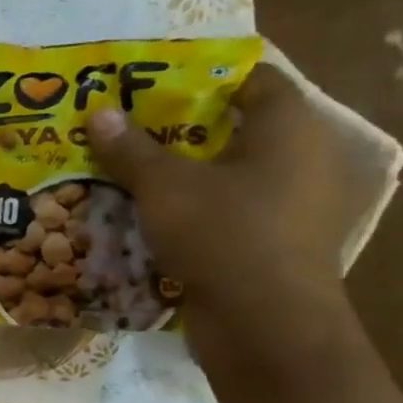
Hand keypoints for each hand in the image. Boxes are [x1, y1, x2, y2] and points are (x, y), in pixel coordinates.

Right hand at [85, 63, 358, 334]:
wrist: (265, 324)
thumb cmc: (222, 235)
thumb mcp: (163, 186)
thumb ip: (130, 148)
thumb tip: (99, 111)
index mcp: (288, 129)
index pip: (253, 80)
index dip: (204, 77)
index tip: (154, 85)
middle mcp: (303, 159)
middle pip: (238, 128)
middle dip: (183, 127)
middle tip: (131, 127)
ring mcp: (296, 205)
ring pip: (233, 173)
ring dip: (187, 171)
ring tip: (134, 171)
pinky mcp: (280, 242)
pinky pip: (233, 210)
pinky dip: (199, 207)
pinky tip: (157, 215)